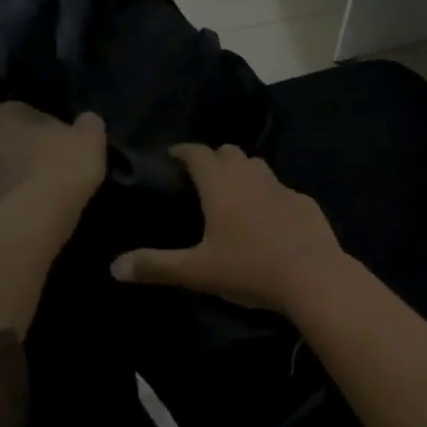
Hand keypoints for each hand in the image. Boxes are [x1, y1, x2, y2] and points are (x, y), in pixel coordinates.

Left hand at [0, 102, 107, 221]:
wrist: (30, 223)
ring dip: (14, 179)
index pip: (16, 111)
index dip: (37, 123)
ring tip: (43, 194)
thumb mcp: (91, 139)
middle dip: (21, 150)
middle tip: (50, 164)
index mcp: (4, 117)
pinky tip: (33, 215)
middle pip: (2, 141)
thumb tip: (85, 121)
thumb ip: (88, 124)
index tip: (56, 137)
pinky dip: (11, 205)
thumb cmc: (61, 168)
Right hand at [110, 144, 350, 312]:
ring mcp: (281, 186)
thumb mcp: (197, 271)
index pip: (197, 153)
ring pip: (256, 165)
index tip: (172, 156)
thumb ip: (156, 265)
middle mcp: (250, 176)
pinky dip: (267, 194)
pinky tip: (266, 218)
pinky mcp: (303, 201)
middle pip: (228, 151)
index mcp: (221, 184)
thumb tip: (114, 267)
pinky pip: (279, 188)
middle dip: (213, 158)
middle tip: (200, 178)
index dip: (183, 150)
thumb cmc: (249, 269)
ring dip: (241, 171)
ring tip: (231, 194)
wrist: (312, 276)